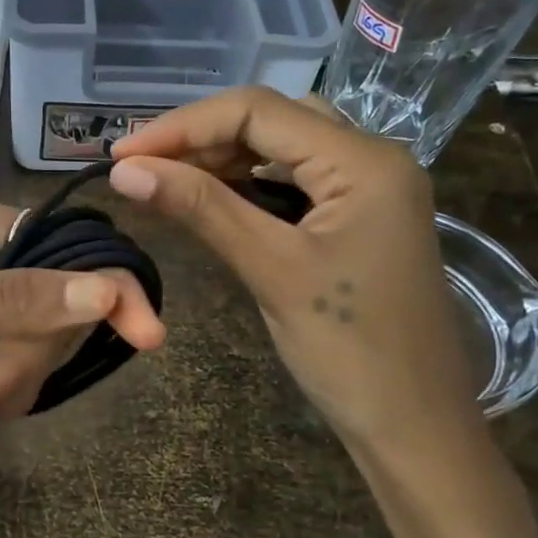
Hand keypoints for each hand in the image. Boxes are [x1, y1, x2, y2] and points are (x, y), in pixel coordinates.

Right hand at [109, 87, 479, 459]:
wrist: (414, 426)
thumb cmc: (350, 351)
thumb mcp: (271, 270)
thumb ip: (201, 208)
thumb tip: (126, 170)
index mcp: (364, 161)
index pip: (257, 111)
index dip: (182, 126)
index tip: (123, 152)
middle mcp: (373, 158)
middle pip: (271, 120)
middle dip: (200, 137)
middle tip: (139, 165)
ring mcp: (370, 188)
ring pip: (282, 148)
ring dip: (221, 158)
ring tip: (164, 179)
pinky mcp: (360, 217)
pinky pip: (296, 180)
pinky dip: (248, 183)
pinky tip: (212, 198)